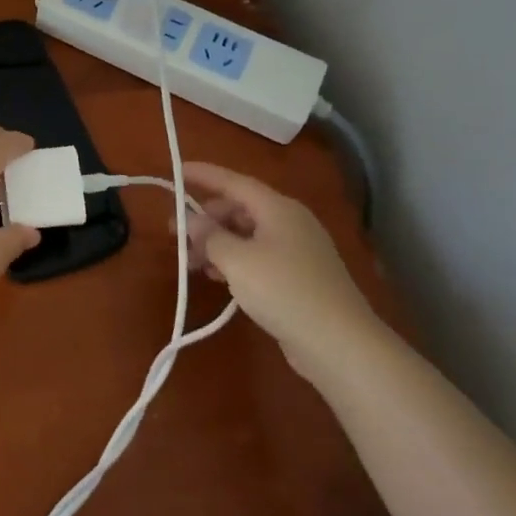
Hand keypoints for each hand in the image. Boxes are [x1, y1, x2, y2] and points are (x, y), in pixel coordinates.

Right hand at [179, 161, 385, 380]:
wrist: (339, 344)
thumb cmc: (284, 291)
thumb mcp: (237, 261)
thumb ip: (209, 236)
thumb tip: (192, 220)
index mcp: (278, 209)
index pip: (234, 181)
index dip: (203, 175)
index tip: (175, 171)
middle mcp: (289, 222)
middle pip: (239, 208)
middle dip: (206, 218)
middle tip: (176, 234)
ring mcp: (297, 250)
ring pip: (246, 234)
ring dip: (216, 243)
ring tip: (191, 262)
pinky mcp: (298, 276)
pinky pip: (257, 256)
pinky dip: (234, 260)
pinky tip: (217, 277)